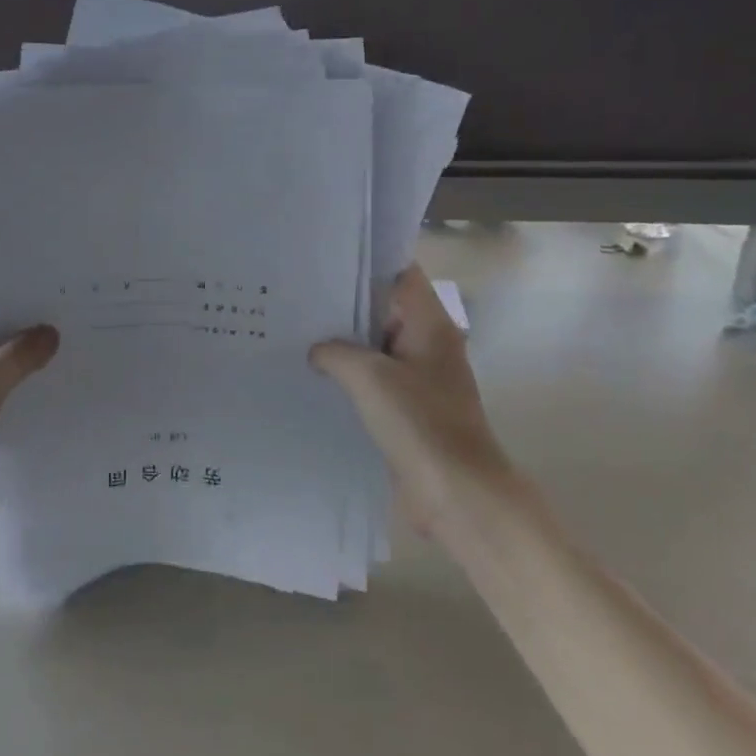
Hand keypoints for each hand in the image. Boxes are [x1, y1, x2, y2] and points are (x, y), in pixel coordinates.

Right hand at [310, 265, 512, 533]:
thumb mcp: (369, 377)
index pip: (400, 274)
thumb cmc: (419, 423)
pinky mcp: (409, 409)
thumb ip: (336, 351)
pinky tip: (314, 375)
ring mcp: (420, 378)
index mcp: (430, 324)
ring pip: (377, 346)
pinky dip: (350, 375)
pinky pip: (375, 380)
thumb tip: (318, 350)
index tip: (324, 259)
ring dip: (344, 343)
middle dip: (345, 303)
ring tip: (297, 331)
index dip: (366, 262)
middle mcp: (428, 344)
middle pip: (385, 309)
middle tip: (298, 294)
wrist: (458, 495)